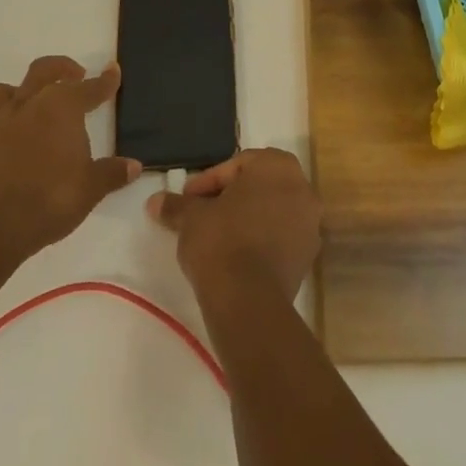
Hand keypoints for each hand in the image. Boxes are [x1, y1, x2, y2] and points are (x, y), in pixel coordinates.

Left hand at [0, 55, 139, 261]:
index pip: (89, 88)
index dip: (104, 81)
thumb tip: (134, 165)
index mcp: (60, 109)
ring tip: (22, 106)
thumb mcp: (91, 189)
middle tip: (73, 75)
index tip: (113, 71)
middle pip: (41, 72)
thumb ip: (111, 173)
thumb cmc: (50, 201)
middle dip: (59, 68)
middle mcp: (24, 107)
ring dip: (12, 95)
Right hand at [147, 147, 320, 302]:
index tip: (188, 199)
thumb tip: (155, 201)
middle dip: (229, 197)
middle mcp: (301, 187)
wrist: (249, 300)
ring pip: (272, 210)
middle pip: (258, 185)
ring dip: (246, 218)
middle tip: (202, 213)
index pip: (238, 165)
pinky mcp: (309, 255)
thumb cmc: (221, 241)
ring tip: (217, 236)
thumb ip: (176, 205)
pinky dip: (261, 239)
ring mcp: (310, 222)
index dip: (208, 182)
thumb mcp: (191, 218)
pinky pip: (281, 236)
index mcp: (277, 165)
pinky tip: (237, 255)